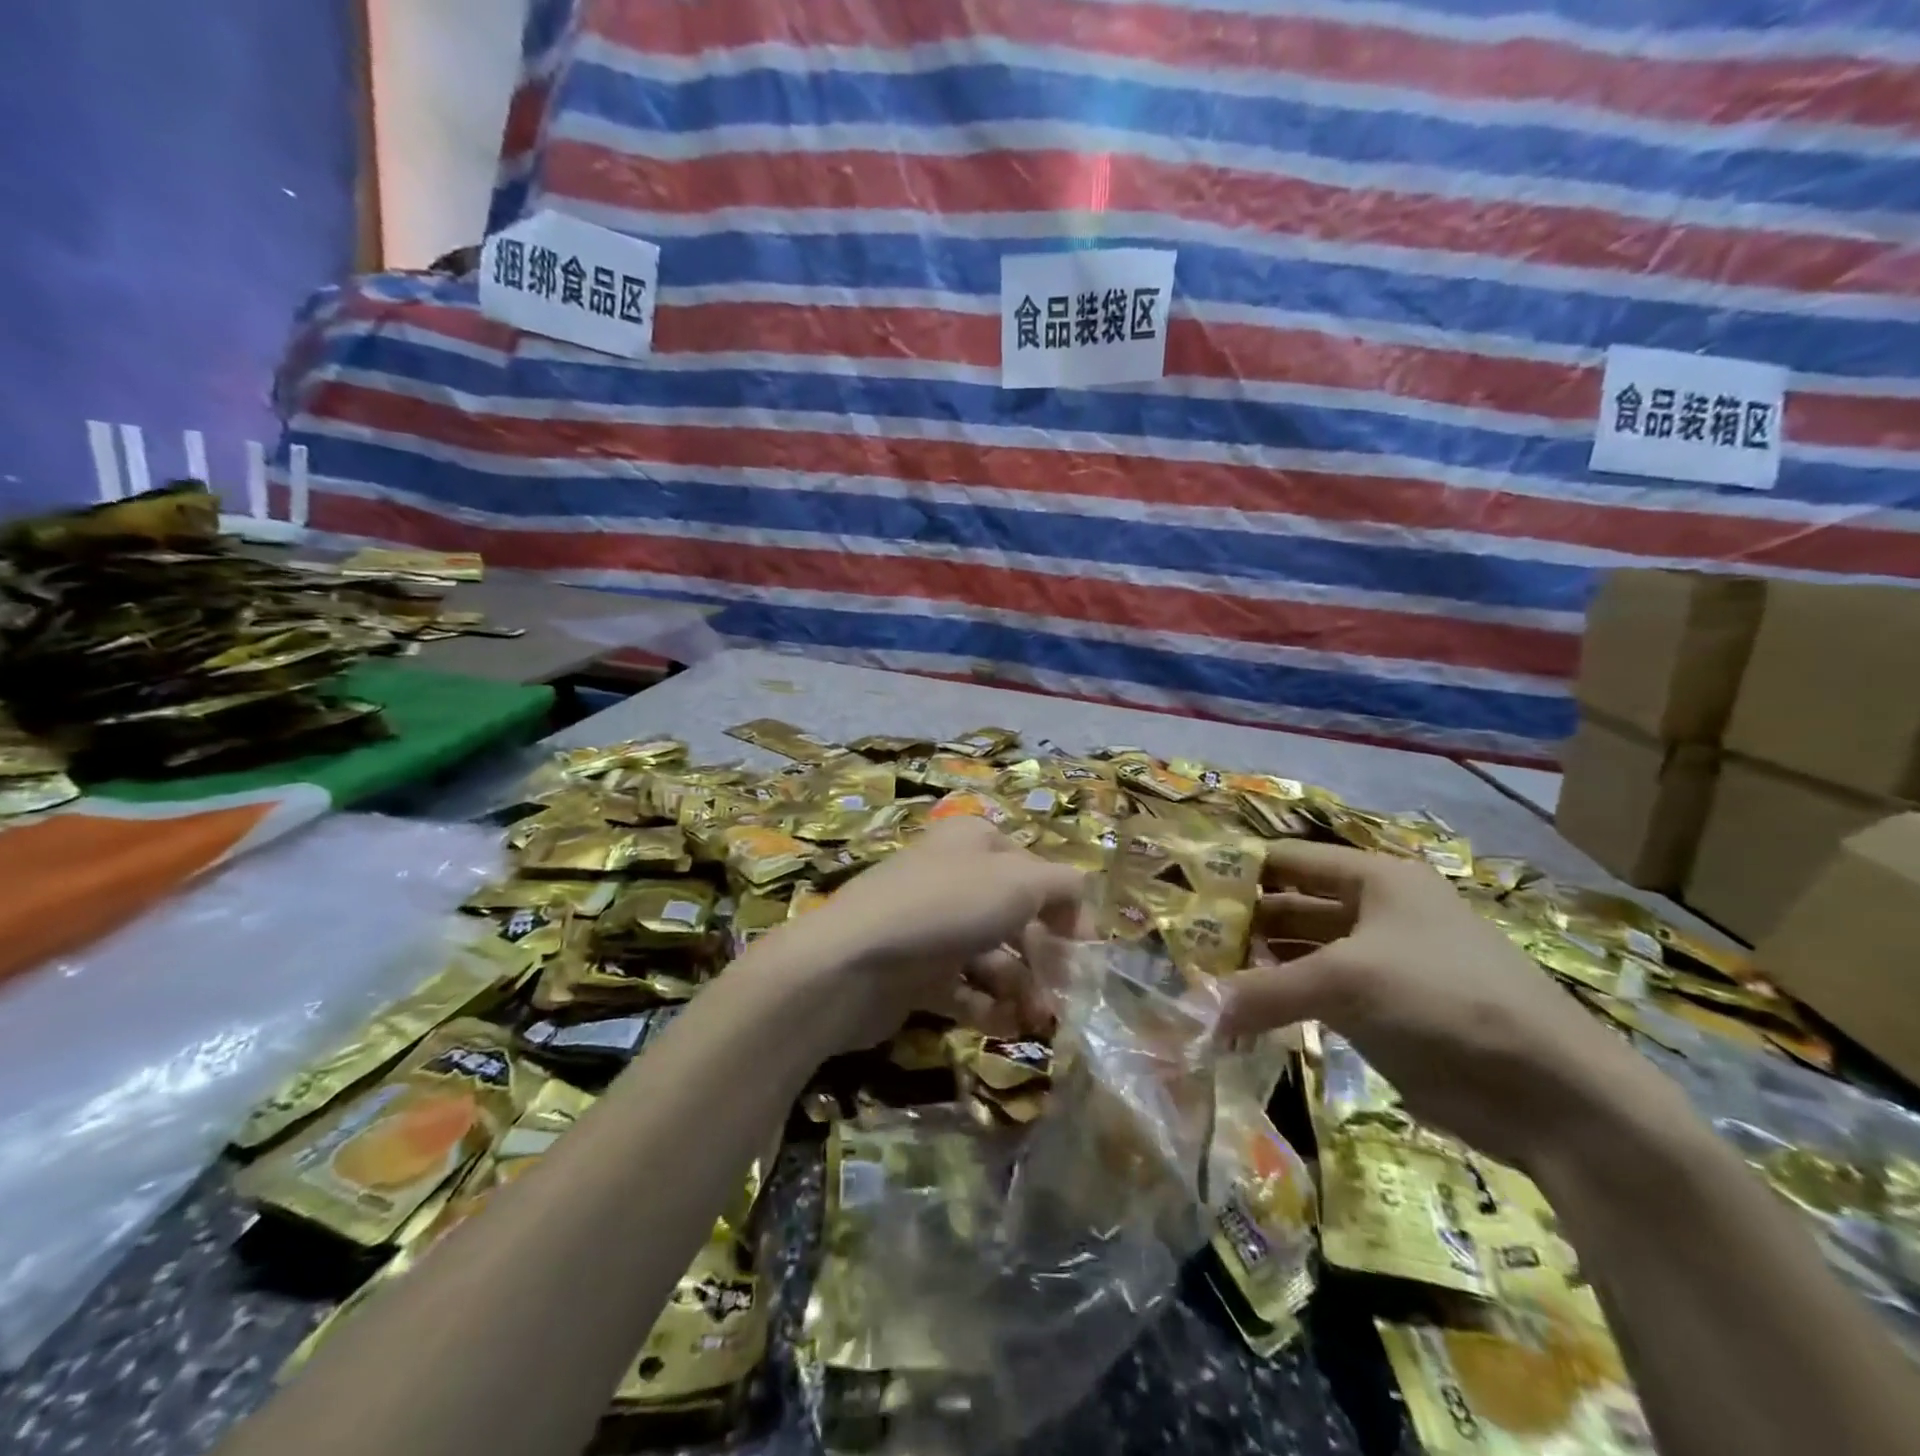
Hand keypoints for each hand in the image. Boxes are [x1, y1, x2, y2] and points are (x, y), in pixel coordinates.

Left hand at [763, 818, 1085, 1051]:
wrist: (852, 962)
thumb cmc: (945, 908)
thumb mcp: (1019, 882)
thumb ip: (1063, 885)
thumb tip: (1080, 898)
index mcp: (976, 842)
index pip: (1036, 871)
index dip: (1066, 909)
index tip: (1087, 953)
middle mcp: (953, 877)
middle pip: (1016, 917)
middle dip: (1046, 957)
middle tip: (1066, 997)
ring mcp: (931, 925)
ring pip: (992, 956)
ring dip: (1022, 988)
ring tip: (1038, 1020)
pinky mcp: (914, 971)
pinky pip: (962, 988)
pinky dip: (987, 1007)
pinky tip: (1005, 1026)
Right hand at [1223, 840, 1662, 1171]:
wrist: (1553, 1094)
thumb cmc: (1446, 1001)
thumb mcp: (1347, 983)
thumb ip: (1263, 992)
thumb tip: (1193, 1011)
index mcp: (1376, 879)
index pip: (1289, 860)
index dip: (1238, 870)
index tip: (1183, 889)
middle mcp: (1375, 912)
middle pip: (1291, 905)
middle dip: (1241, 924)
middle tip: (1182, 944)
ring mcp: (1380, 963)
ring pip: (1301, 953)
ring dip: (1258, 966)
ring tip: (1202, 978)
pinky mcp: (1383, 1011)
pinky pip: (1317, 995)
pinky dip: (1281, 1001)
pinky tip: (1242, 1013)